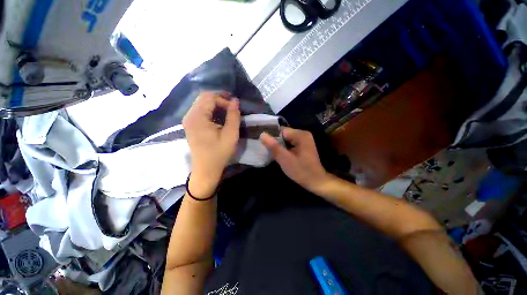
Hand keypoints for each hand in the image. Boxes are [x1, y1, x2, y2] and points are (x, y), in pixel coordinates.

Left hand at [182, 92, 240, 197]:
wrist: (206, 170)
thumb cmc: (219, 153)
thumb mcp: (230, 135)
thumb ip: (233, 116)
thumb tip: (235, 100)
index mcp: (197, 117)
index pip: (210, 97)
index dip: (224, 99)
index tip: (234, 109)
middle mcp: (189, 116)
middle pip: (204, 98)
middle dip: (220, 100)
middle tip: (232, 107)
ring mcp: (188, 120)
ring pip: (202, 103)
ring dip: (216, 105)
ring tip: (228, 112)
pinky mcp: (190, 125)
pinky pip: (200, 111)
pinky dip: (211, 111)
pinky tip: (219, 118)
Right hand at [260, 127, 332, 194]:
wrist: (316, 182)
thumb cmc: (301, 171)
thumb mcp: (285, 159)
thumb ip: (274, 146)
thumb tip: (262, 134)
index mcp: (300, 135)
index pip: (281, 130)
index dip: (272, 137)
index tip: (264, 145)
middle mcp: (303, 134)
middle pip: (284, 135)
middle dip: (275, 143)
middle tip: (268, 152)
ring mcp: (304, 140)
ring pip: (286, 140)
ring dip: (279, 146)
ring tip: (273, 154)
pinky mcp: (303, 146)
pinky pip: (290, 144)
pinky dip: (284, 149)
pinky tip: (281, 156)